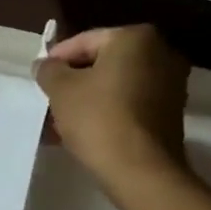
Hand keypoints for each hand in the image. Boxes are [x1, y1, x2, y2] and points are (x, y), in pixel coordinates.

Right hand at [35, 25, 190, 186]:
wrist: (141, 171)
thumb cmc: (99, 119)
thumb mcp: (61, 90)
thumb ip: (49, 70)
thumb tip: (46, 65)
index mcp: (136, 38)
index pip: (85, 41)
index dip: (57, 59)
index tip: (40, 78)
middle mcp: (161, 54)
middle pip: (103, 63)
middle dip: (74, 82)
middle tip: (50, 100)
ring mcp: (170, 86)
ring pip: (116, 87)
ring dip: (88, 100)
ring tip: (60, 122)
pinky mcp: (171, 114)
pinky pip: (130, 105)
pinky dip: (108, 113)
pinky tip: (84, 133)